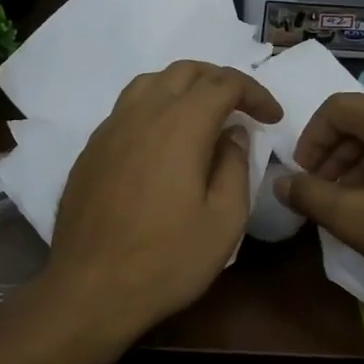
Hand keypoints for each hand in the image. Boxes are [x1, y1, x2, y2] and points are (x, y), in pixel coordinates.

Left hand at [45, 61, 282, 338]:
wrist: (90, 290)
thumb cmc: (167, 260)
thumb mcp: (224, 221)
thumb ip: (234, 167)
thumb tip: (232, 135)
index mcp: (180, 126)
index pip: (223, 83)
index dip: (254, 92)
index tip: (272, 118)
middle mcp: (141, 115)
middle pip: (184, 72)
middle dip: (220, 81)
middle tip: (242, 109)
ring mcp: (109, 130)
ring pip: (150, 83)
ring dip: (183, 88)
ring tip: (203, 116)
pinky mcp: (90, 151)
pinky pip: (126, 109)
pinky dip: (154, 108)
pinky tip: (162, 142)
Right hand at [276, 93, 363, 307]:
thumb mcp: (355, 219)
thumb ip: (311, 195)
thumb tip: (282, 182)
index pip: (336, 108)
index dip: (310, 139)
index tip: (303, 176)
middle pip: (363, 119)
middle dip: (334, 153)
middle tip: (323, 192)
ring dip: (360, 162)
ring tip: (352, 203)